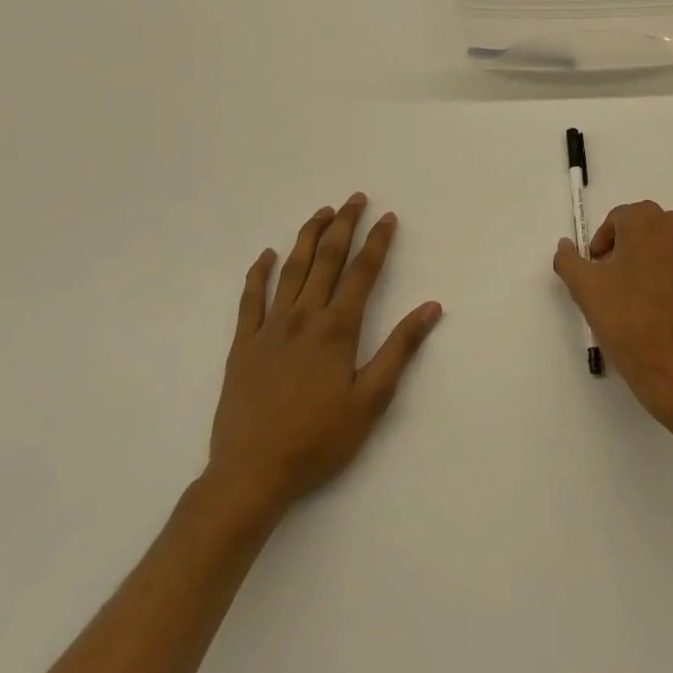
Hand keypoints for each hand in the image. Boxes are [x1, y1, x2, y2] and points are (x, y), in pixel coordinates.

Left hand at [204, 194, 441, 531]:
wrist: (251, 473)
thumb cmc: (319, 439)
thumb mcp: (372, 399)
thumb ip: (400, 349)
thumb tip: (430, 307)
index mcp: (338, 328)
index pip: (362, 272)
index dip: (378, 242)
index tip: (388, 217)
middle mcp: (304, 317)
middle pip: (327, 260)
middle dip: (344, 226)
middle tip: (355, 199)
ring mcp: (269, 329)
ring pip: (291, 270)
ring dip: (308, 237)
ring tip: (321, 212)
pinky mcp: (242, 345)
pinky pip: (250, 299)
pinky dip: (258, 274)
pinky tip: (266, 256)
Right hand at [553, 200, 672, 428]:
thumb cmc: (627, 323)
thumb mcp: (585, 289)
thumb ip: (569, 258)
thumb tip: (567, 243)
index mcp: (647, 221)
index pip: (620, 220)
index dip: (607, 243)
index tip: (602, 269)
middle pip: (653, 229)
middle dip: (638, 249)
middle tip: (627, 284)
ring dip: (670, 259)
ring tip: (658, 294)